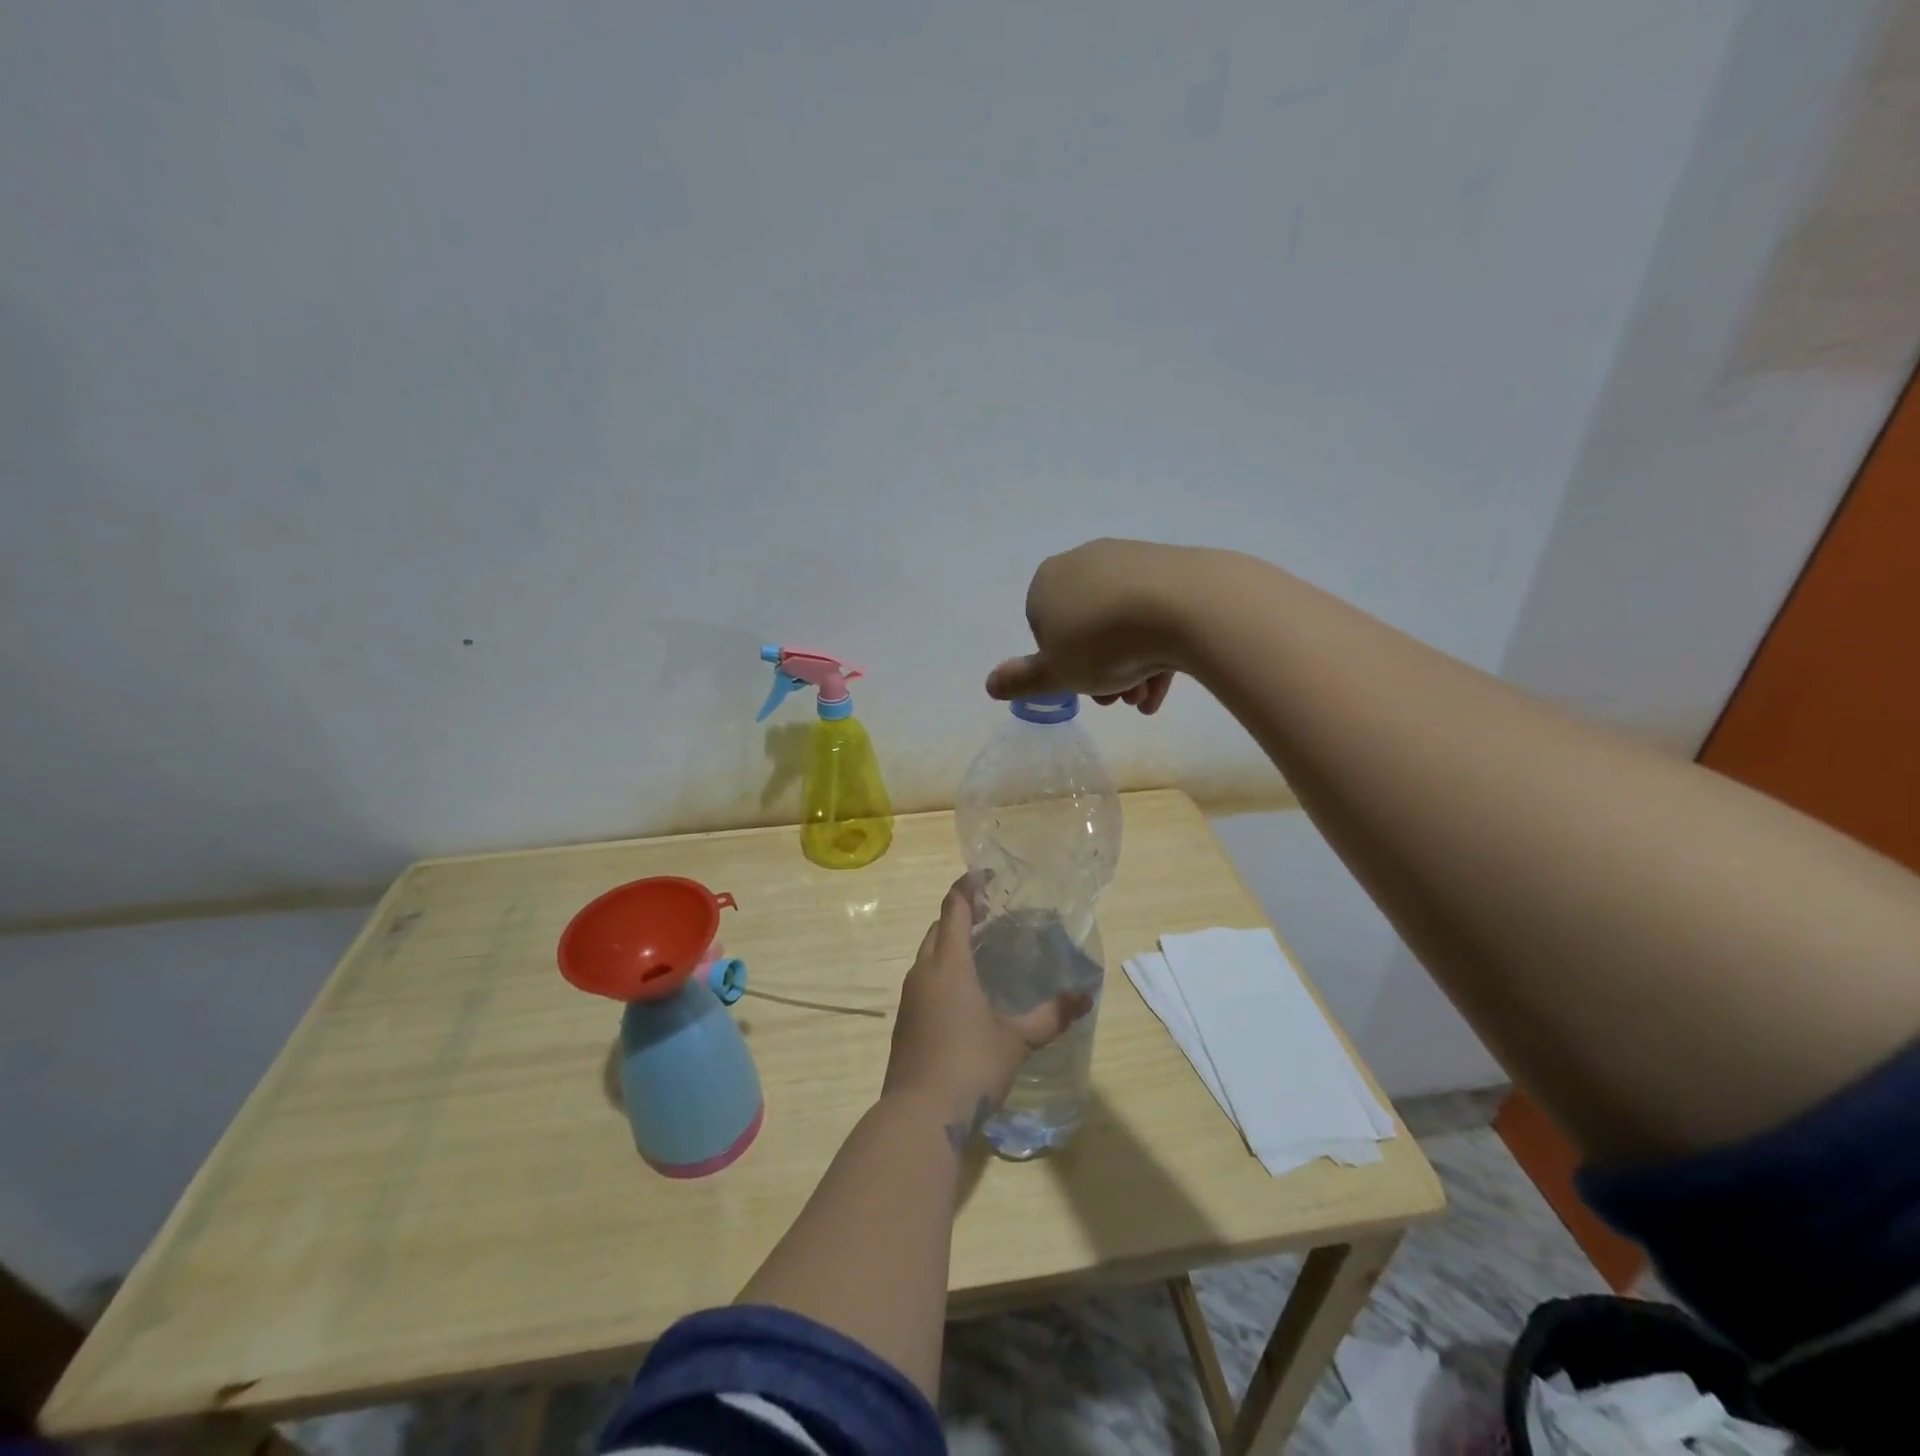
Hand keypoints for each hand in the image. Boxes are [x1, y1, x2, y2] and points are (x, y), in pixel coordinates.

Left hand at [883, 880, 1093, 1142]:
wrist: (918, 1116)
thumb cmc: (970, 1066)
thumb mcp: (1017, 1041)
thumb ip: (1050, 1017)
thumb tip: (1085, 997)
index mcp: (949, 965)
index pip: (954, 910)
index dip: (967, 888)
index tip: (983, 875)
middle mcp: (923, 972)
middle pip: (937, 929)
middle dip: (959, 915)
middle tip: (989, 913)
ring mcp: (909, 998)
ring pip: (927, 955)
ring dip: (948, 944)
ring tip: (979, 948)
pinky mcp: (904, 1022)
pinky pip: (923, 980)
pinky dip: (941, 971)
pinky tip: (962, 992)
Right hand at [984, 538, 1196, 712]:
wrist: (1184, 606)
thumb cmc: (1102, 643)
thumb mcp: (1055, 674)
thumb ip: (1021, 680)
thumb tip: (989, 684)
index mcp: (1048, 581)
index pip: (1044, 628)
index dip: (1060, 665)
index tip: (1080, 689)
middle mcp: (1085, 562)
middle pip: (1085, 628)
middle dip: (1099, 671)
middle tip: (1116, 701)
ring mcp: (1129, 560)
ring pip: (1121, 624)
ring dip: (1128, 667)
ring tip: (1144, 698)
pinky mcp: (1171, 566)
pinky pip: (1153, 613)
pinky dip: (1155, 648)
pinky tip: (1165, 683)